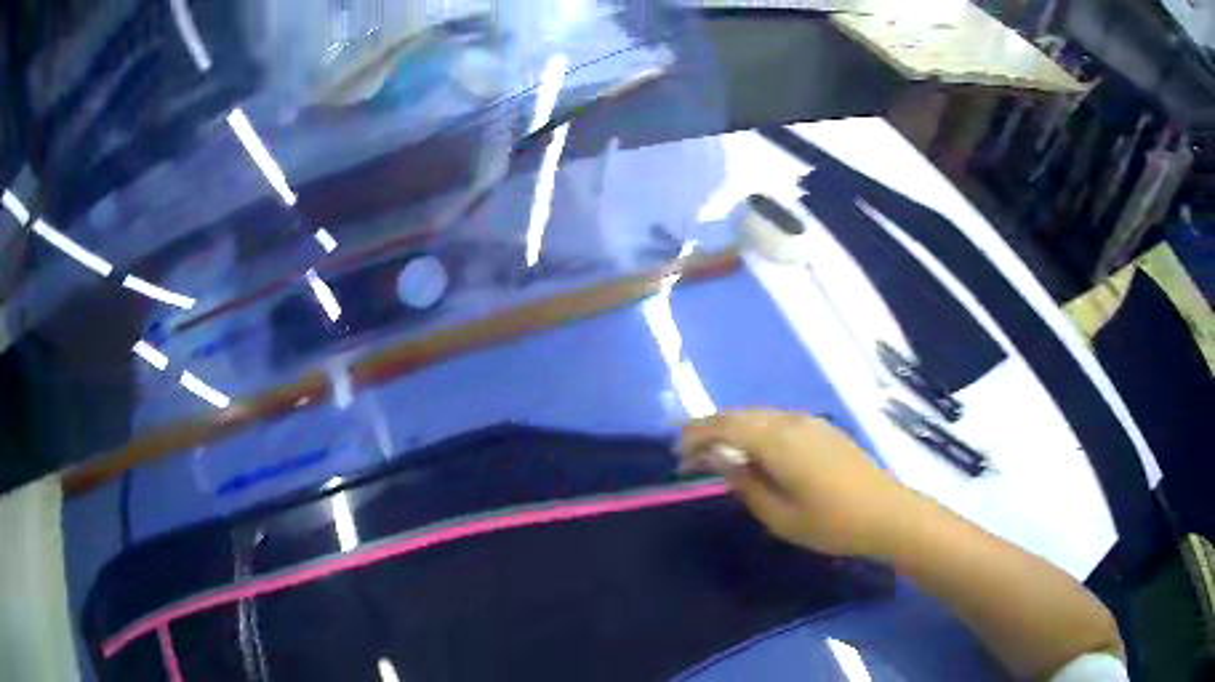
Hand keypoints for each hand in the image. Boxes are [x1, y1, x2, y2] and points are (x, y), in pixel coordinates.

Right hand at [680, 409, 911, 556]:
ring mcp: (811, 422)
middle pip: (741, 415)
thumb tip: (719, 460)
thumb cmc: (831, 523)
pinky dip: (756, 429)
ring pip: (760, 415)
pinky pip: (778, 420)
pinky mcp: (823, 428)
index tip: (677, 451)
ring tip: (716, 451)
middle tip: (689, 450)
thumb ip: (746, 484)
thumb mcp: (780, 515)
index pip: (726, 426)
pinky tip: (754, 450)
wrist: (886, 512)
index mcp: (779, 441)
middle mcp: (792, 421)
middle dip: (711, 428)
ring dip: (734, 427)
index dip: (697, 434)